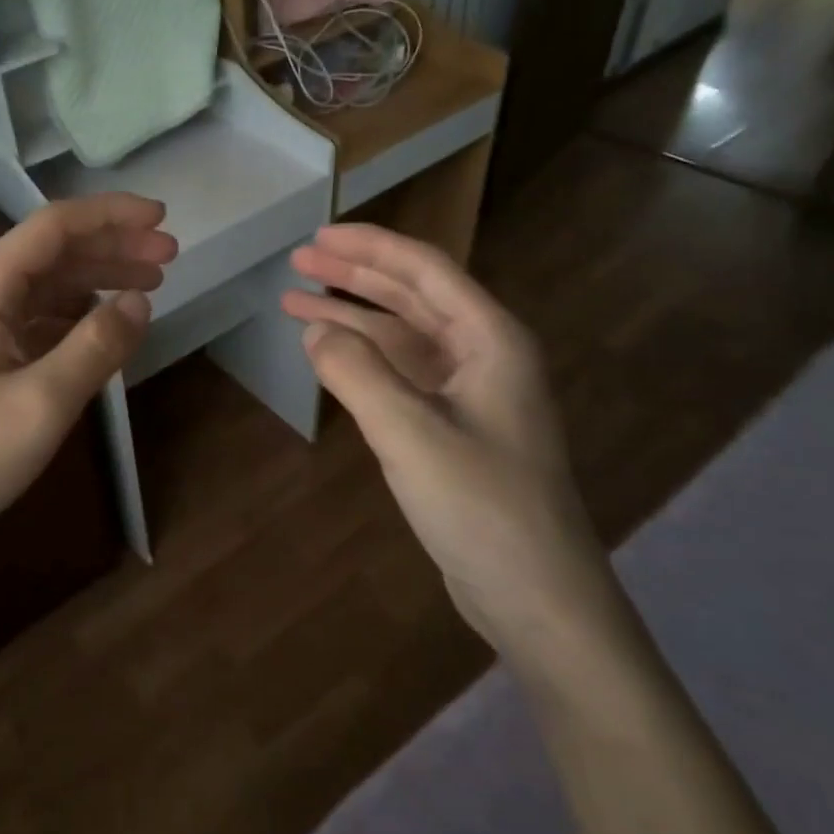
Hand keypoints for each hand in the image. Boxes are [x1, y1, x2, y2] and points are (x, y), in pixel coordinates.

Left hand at [0, 194, 175, 578]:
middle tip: (169, 257)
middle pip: (53, 250)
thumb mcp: (43, 402)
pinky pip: (35, 315)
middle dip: (113, 246)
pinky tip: (104, 325)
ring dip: (97, 278)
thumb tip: (140, 301)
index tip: (163, 218)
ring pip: (46, 282)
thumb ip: (97, 345)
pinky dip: (75, 313)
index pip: (55, 226)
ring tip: (150, 287)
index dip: (112, 215)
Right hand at [282, 225, 614, 654]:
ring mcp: (471, 394)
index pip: (424, 270)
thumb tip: (315, 332)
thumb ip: (356, 373)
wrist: (537, 598)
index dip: (369, 247)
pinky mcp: (455, 428)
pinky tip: (331, 358)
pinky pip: (403, 374)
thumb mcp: (409, 434)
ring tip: (296, 304)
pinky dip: (365, 360)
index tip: (318, 236)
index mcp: (490, 340)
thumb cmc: (482, 508)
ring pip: (403, 337)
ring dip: (353, 318)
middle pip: (412, 297)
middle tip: (299, 262)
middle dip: (354, 276)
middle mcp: (485, 355)